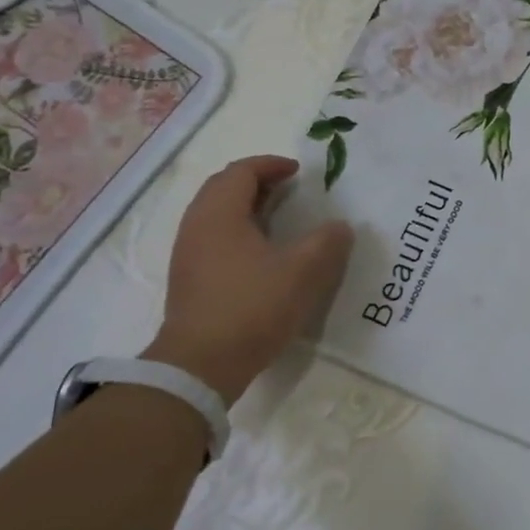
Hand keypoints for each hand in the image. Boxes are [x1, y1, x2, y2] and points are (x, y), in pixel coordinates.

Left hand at [141, 155, 352, 402]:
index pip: (241, 171)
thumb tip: (340, 226)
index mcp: (220, 214)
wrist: (200, 365)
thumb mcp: (302, 273)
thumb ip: (327, 243)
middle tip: (288, 188)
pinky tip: (262, 253)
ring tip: (279, 217)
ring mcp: (188, 254)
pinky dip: (238, 230)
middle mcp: (197, 226)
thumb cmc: (252, 308)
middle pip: (223, 187)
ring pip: (216, 213)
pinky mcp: (189, 279)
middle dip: (256, 181)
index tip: (298, 172)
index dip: (271, 165)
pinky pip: (213, 237)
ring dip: (246, 206)